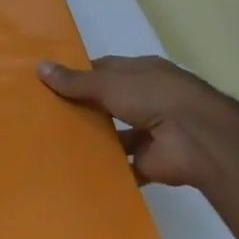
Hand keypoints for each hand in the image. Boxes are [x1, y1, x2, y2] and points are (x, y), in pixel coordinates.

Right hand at [38, 55, 238, 195]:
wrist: (199, 140)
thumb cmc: (154, 97)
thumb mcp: (109, 83)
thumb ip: (76, 81)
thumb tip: (40, 67)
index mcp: (142, 73)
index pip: (105, 70)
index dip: (78, 76)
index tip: (48, 84)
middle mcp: (147, 99)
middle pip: (107, 102)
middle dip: (82, 109)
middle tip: (43, 116)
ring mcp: (151, 131)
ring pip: (114, 134)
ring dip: (93, 139)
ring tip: (54, 144)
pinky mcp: (151, 162)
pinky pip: (122, 165)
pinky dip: (106, 169)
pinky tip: (76, 171)